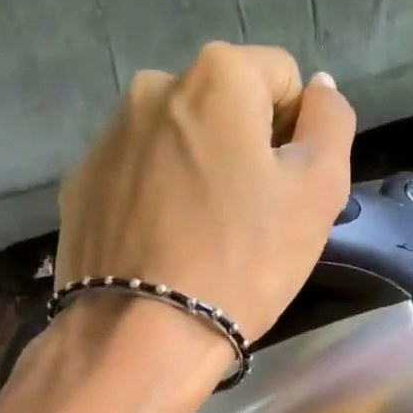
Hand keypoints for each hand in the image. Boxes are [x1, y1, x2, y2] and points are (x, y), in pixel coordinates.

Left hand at [54, 43, 355, 364]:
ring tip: (202, 237)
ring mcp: (107, 137)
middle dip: (243, 148)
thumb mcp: (318, 191)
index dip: (297, 132)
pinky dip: (155, 198)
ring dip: (198, 170)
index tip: (286, 189)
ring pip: (177, 141)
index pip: (281, 77)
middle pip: (224, 106)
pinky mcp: (80, 184)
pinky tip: (162, 246)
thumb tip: (319, 88)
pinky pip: (137, 176)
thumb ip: (331, 122)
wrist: (141, 337)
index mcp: (216, 75)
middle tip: (249, 218)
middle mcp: (153, 87)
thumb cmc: (243, 261)